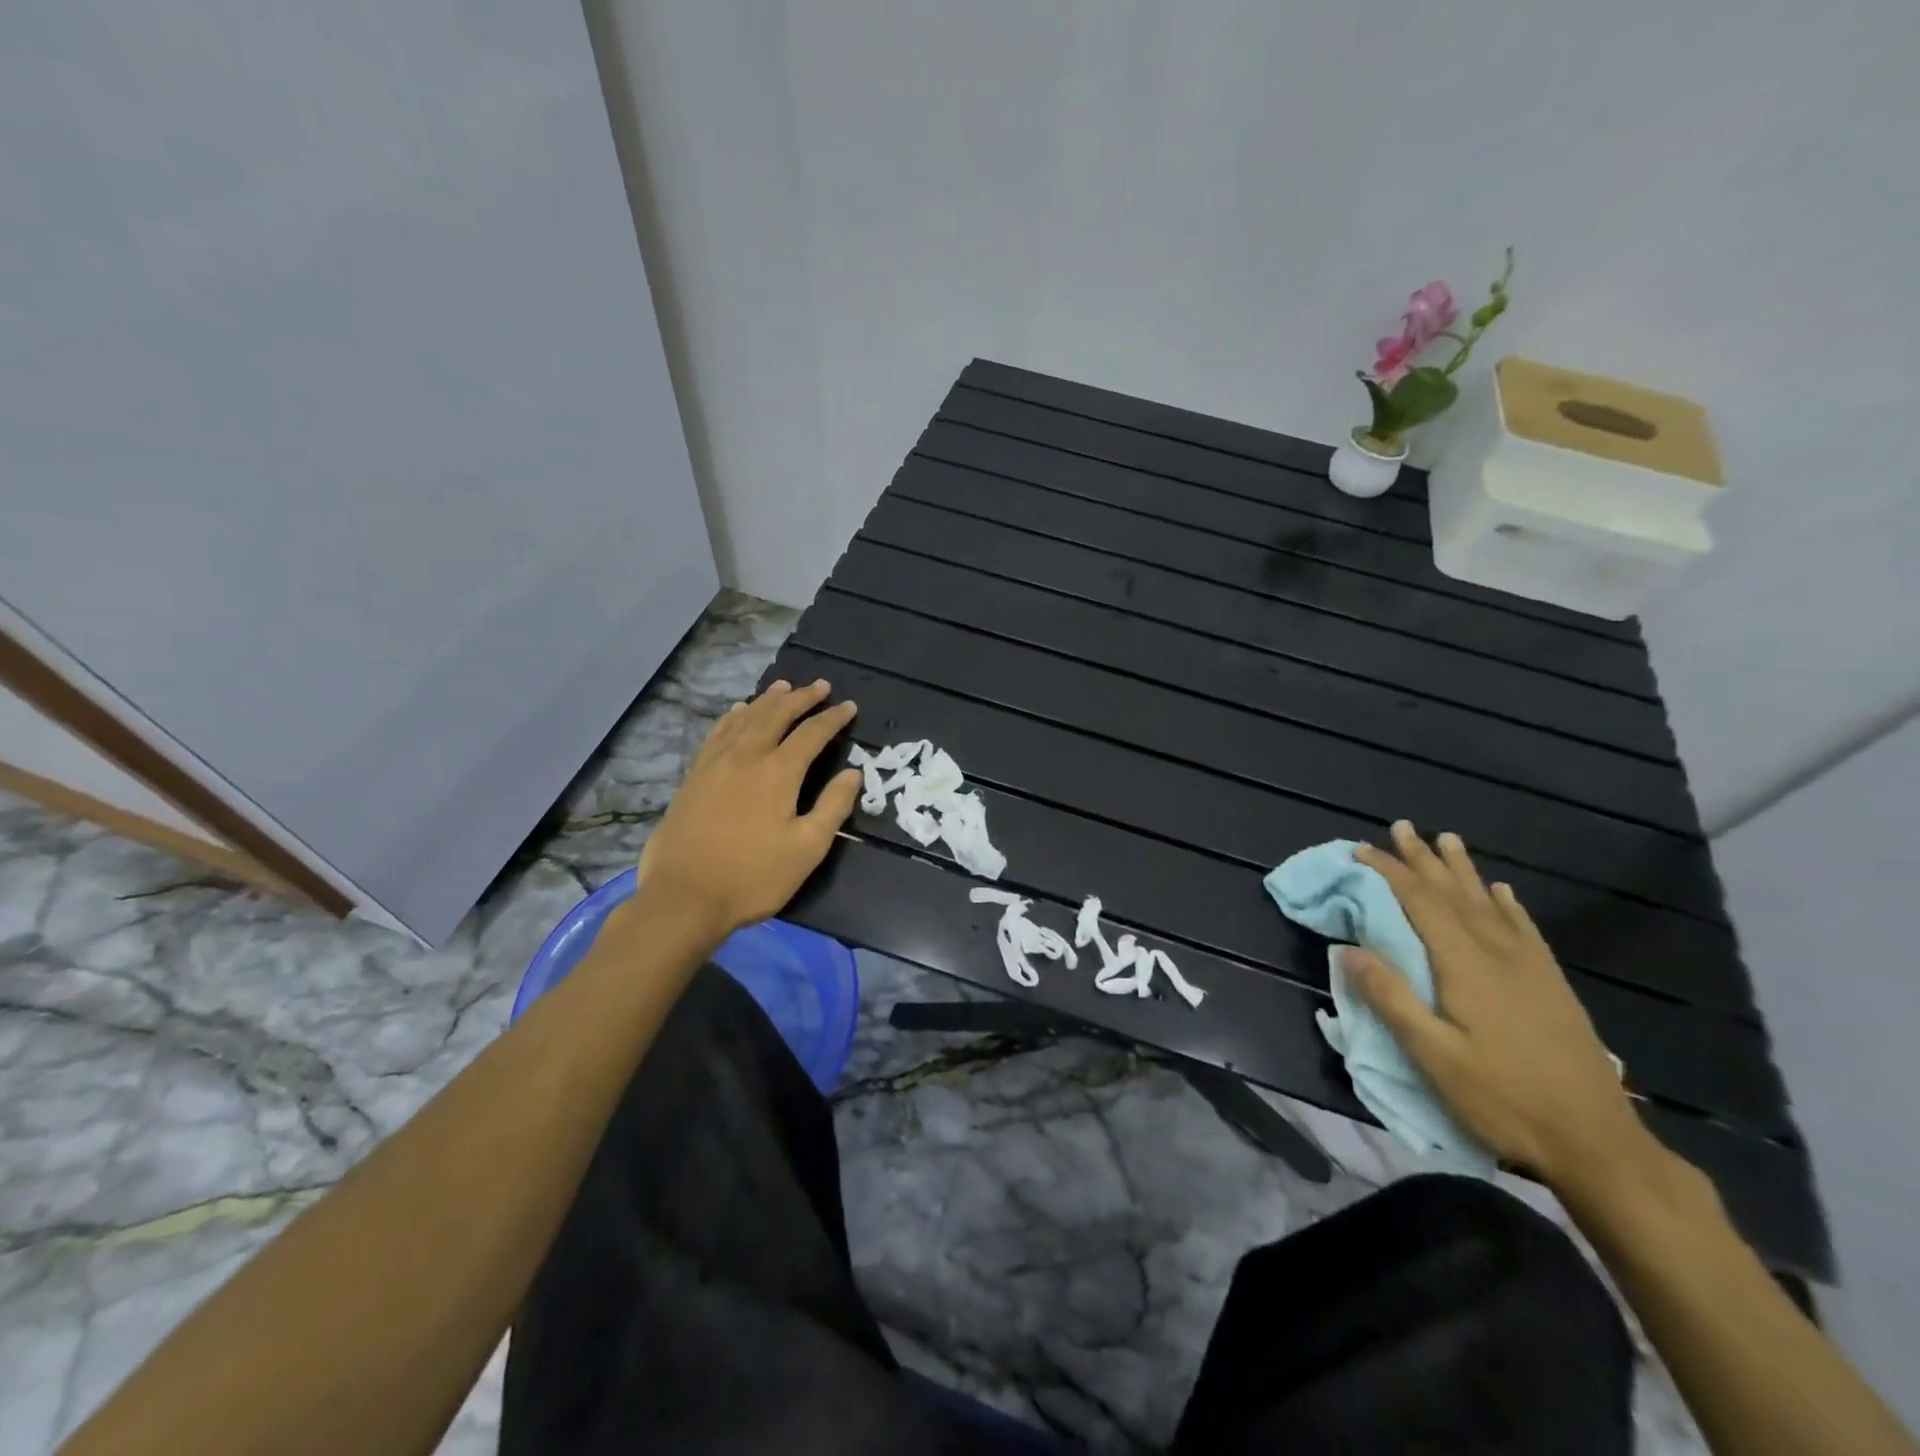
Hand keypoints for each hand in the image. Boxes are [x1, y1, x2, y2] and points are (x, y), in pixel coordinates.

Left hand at [633, 679, 860, 940]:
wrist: (683, 897)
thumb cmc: (753, 877)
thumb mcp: (807, 849)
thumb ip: (832, 807)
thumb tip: (852, 773)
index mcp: (778, 772)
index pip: (812, 734)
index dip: (832, 718)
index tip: (849, 706)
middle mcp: (746, 757)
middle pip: (776, 715)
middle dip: (801, 698)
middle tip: (820, 685)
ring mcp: (715, 764)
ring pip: (745, 718)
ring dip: (767, 700)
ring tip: (783, 686)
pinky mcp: (694, 776)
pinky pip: (718, 733)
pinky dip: (733, 716)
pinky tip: (737, 712)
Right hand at [1346, 821, 1654, 1188]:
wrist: (1597, 1142)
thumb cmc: (1503, 1099)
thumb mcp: (1434, 1057)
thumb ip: (1391, 999)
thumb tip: (1349, 948)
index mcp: (1465, 966)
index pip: (1420, 903)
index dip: (1389, 872)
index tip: (1362, 850)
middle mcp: (1498, 954)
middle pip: (1454, 893)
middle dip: (1424, 859)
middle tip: (1402, 827)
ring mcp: (1531, 968)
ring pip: (1490, 903)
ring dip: (1463, 870)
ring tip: (1448, 840)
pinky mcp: (1552, 985)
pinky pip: (1525, 929)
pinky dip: (1508, 904)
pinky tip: (1502, 892)